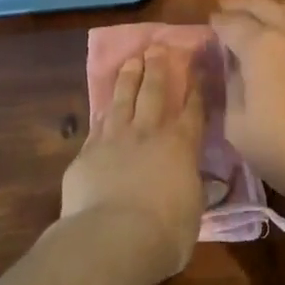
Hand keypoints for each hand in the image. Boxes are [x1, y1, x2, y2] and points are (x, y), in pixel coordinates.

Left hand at [59, 44, 206, 280]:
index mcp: (181, 146)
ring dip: (128, 77)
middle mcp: (148, 133)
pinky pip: (98, 123)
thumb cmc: (165, 232)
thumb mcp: (192, 211)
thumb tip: (190, 182)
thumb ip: (191, 190)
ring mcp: (114, 139)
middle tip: (158, 47)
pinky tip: (103, 104)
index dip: (196, 88)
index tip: (197, 69)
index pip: (193, 110)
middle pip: (154, 92)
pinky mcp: (87, 152)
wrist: (113, 237)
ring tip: (132, 60)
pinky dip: (103, 110)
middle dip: (158, 68)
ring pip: (122, 99)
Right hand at [209, 0, 284, 213]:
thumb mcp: (239, 130)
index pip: (231, 24)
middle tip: (229, 7)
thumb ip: (232, 90)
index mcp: (260, 47)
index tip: (212, 22)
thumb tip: (234, 69)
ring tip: (267, 17)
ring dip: (275, 10)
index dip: (218, 22)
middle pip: (263, 6)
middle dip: (242, 5)